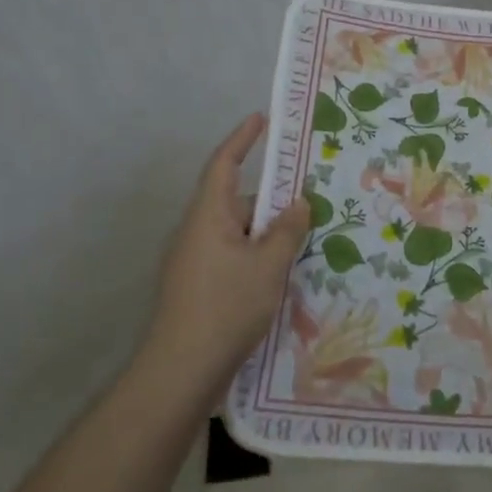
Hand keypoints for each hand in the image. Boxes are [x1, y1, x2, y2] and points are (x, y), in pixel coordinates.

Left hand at [145, 113, 310, 383]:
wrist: (180, 372)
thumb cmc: (226, 307)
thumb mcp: (268, 265)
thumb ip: (287, 230)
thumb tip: (298, 203)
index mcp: (208, 216)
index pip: (224, 164)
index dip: (242, 139)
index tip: (261, 119)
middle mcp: (196, 232)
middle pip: (237, 202)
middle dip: (272, 202)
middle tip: (311, 208)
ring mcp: (194, 262)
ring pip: (238, 234)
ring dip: (267, 235)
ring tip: (305, 248)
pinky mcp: (197, 288)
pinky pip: (232, 258)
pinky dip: (257, 258)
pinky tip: (281, 278)